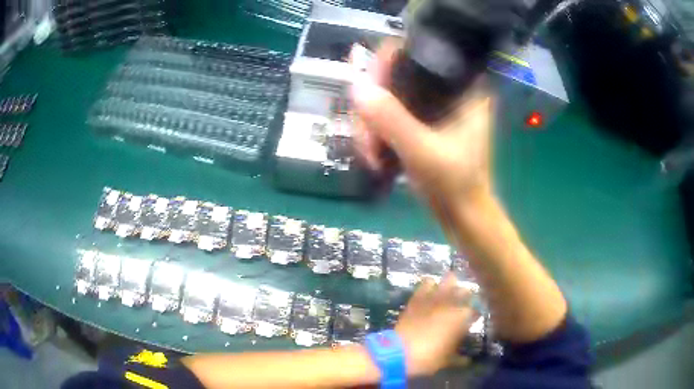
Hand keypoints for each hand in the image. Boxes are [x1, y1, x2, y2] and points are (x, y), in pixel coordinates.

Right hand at [351, 40, 493, 203]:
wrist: (462, 215)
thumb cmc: (455, 184)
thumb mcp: (423, 151)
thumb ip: (391, 119)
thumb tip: (356, 86)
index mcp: (462, 85)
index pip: (416, 52)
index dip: (384, 65)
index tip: (366, 92)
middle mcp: (447, 88)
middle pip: (394, 75)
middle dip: (372, 106)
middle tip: (366, 140)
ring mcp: (432, 105)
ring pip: (387, 96)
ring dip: (369, 124)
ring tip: (370, 155)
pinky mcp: (421, 121)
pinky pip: (389, 113)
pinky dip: (376, 131)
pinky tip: (373, 154)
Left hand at [395, 273, 476, 375]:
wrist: (398, 352)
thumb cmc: (427, 358)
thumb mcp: (446, 361)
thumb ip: (459, 359)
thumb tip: (467, 361)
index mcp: (462, 318)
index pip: (476, 311)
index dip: (475, 315)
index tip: (473, 320)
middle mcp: (451, 304)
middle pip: (465, 292)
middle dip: (466, 297)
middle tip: (463, 305)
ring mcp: (434, 298)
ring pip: (449, 280)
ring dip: (452, 285)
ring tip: (451, 291)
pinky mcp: (418, 297)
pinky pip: (427, 283)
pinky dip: (431, 284)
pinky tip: (431, 289)